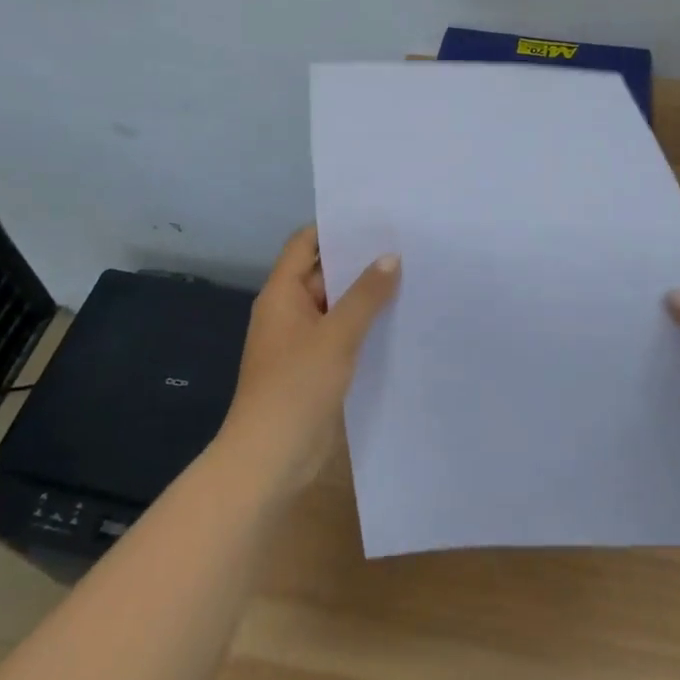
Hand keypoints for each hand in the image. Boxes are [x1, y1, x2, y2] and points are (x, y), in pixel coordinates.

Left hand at [217, 227, 401, 494]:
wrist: (269, 460)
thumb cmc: (296, 387)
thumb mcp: (336, 336)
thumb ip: (365, 295)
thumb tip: (391, 257)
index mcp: (282, 294)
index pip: (305, 243)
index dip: (335, 228)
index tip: (375, 218)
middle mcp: (288, 311)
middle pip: (322, 273)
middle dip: (358, 261)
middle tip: (404, 244)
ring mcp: (300, 341)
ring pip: (334, 306)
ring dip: (364, 296)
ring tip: (410, 276)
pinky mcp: (313, 368)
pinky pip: (339, 334)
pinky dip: (362, 325)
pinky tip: (397, 321)